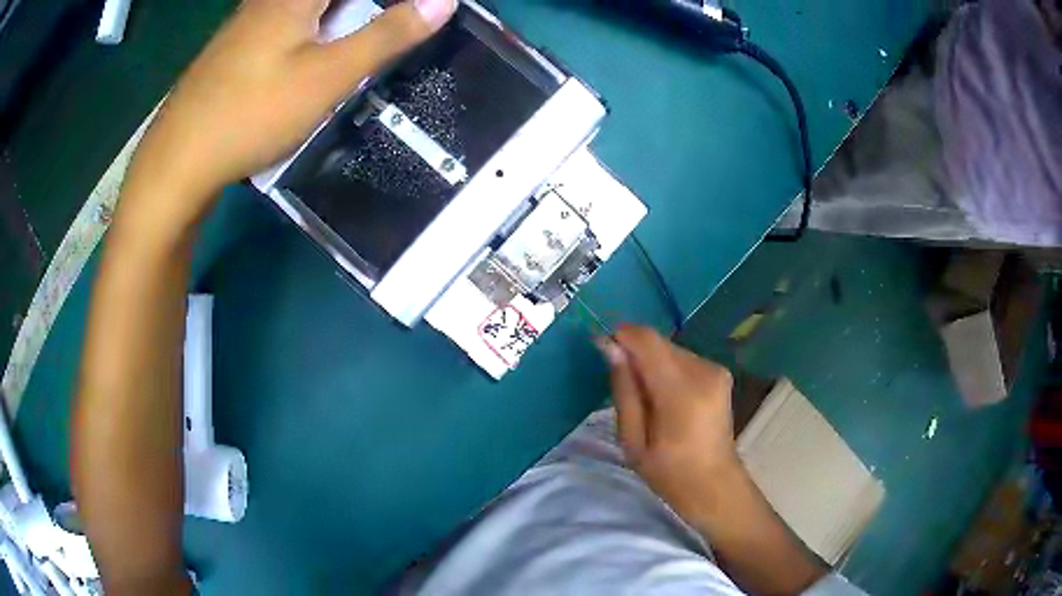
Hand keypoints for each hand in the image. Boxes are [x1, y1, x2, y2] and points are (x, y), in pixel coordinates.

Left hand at [121, 0, 456, 231]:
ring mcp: (247, 21)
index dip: (386, 3)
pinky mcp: (235, 47)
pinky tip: (313, 50)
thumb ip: (386, 35)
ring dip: (339, 17)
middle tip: (392, 22)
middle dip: (362, 11)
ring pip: (304, 7)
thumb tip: (443, 1)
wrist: (177, 161)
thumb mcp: (327, 77)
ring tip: (361, 35)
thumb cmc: (252, 113)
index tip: (411, 14)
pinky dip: (312, 26)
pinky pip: (286, 19)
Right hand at [597, 324, 739, 525]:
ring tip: (648, 401)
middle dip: (636, 355)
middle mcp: (704, 371)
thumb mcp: (633, 441)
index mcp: (681, 391)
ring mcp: (716, 370)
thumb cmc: (668, 472)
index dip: (621, 337)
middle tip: (625, 390)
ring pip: (670, 349)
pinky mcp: (720, 372)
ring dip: (652, 364)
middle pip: (658, 343)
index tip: (603, 351)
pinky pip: (683, 359)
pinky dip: (667, 371)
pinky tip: (666, 399)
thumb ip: (624, 391)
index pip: (647, 340)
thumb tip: (610, 348)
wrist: (714, 483)